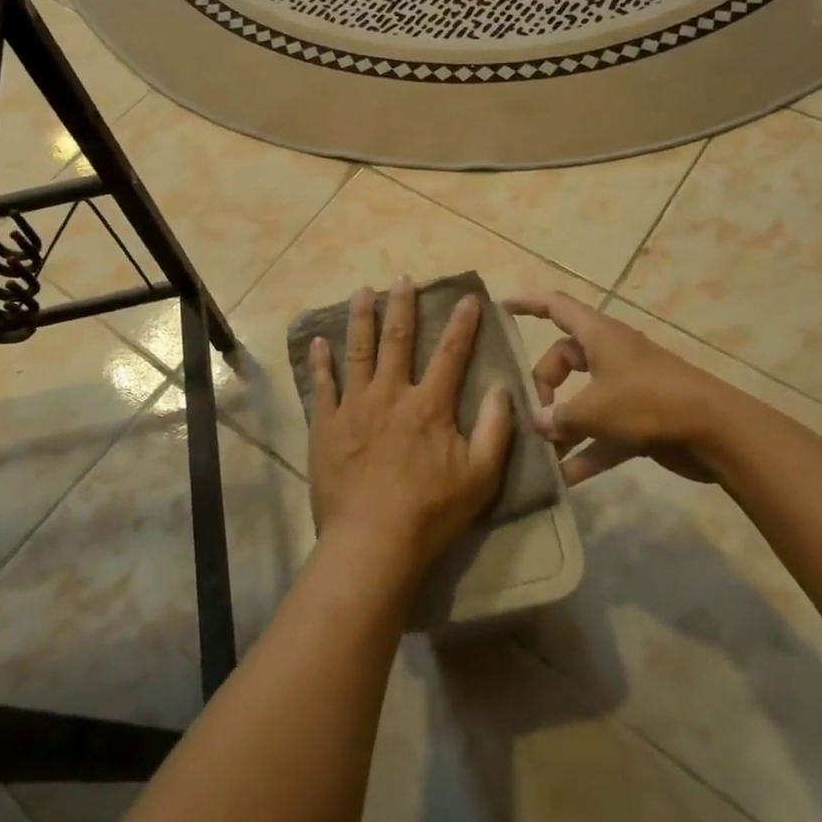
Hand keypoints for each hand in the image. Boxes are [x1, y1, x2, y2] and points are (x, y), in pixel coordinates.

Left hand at [308, 278, 514, 579]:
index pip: (451, 354)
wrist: (371, 542)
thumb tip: (502, 388)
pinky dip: (320, 362)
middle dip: (403, 305)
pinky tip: (318, 341)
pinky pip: (322, 386)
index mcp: (429, 405)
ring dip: (360, 318)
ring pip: (357, 351)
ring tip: (362, 291)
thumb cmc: (431, 512)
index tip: (468, 297)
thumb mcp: (481, 476)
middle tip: (403, 278)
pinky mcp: (326, 426)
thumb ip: (496, 429)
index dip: (462, 324)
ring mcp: (354, 407)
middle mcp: (390, 394)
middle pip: (397, 339)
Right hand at [505, 290, 722, 485]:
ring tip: (539, 452)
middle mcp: (610, 355)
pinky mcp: (639, 419)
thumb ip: (560, 417)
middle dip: (543, 386)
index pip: (555, 306)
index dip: (527, 303)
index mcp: (599, 335)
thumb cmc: (650, 402)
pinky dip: (586, 451)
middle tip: (532, 415)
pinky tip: (565, 480)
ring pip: (582, 399)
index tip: (500, 307)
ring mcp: (626, 388)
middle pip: (563, 360)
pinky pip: (602, 432)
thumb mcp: (596, 408)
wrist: (716, 433)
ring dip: (562, 425)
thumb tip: (537, 423)